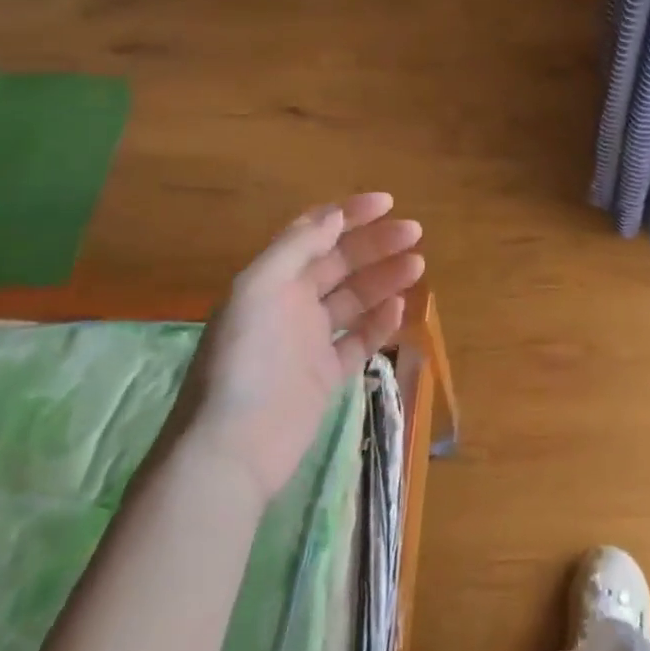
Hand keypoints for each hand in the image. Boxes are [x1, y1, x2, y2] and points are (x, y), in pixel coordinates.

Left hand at [179, 193, 425, 503]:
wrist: (233, 447)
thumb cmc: (245, 358)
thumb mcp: (260, 287)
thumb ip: (297, 247)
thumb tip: (335, 214)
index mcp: (272, 278)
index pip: (315, 233)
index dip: (350, 214)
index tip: (388, 203)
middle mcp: (291, 303)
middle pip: (341, 262)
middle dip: (376, 244)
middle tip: (415, 233)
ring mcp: (310, 340)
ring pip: (355, 298)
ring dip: (385, 278)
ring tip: (417, 265)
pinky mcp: (326, 375)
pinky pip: (359, 340)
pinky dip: (380, 322)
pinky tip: (400, 308)